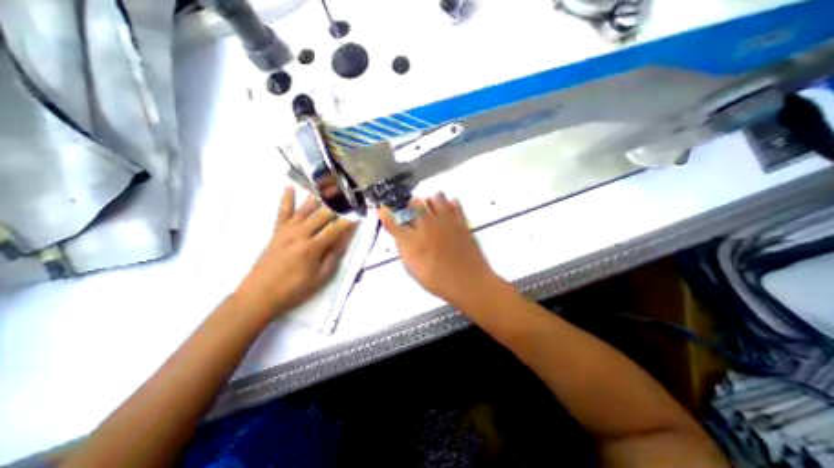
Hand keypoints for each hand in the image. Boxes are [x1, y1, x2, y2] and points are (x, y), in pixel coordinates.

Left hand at [234, 186, 354, 316]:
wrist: (259, 295)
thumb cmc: (293, 289)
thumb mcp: (319, 278)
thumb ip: (332, 258)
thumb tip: (341, 242)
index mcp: (312, 247)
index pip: (335, 230)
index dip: (348, 222)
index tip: (358, 215)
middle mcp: (300, 234)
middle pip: (321, 215)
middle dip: (336, 206)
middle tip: (346, 197)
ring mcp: (286, 231)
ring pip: (304, 209)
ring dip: (317, 198)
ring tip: (327, 187)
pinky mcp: (276, 232)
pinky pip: (282, 212)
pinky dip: (286, 199)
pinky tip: (289, 187)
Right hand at [381, 192, 500, 305]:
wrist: (467, 282)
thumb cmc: (437, 280)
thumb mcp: (414, 270)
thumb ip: (405, 251)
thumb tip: (402, 238)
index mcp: (412, 241)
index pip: (392, 224)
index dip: (384, 215)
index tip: (380, 209)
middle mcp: (426, 226)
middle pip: (416, 202)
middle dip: (413, 204)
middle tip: (414, 211)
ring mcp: (445, 221)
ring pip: (436, 196)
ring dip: (431, 200)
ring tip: (433, 209)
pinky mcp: (460, 221)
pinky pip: (455, 202)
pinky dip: (450, 204)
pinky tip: (448, 211)